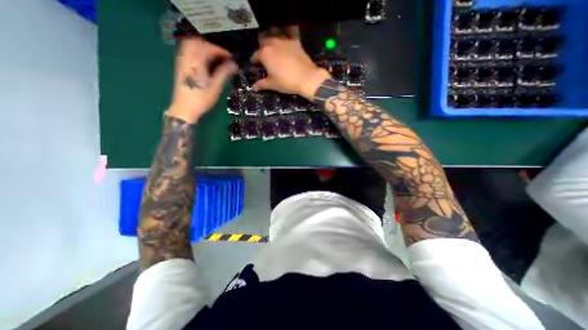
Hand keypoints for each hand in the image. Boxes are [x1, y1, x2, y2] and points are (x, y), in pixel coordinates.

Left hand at [168, 37, 235, 123]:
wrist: (185, 108)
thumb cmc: (202, 98)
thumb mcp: (216, 86)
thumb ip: (224, 72)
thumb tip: (234, 64)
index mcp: (196, 61)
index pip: (209, 48)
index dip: (221, 51)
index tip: (231, 57)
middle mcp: (187, 57)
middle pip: (198, 42)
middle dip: (212, 47)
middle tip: (223, 57)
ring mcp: (182, 61)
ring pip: (191, 46)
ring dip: (204, 49)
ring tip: (215, 59)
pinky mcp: (181, 66)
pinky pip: (188, 52)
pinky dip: (197, 53)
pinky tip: (205, 63)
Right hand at [248, 28, 329, 98]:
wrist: (306, 78)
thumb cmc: (287, 82)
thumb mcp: (273, 84)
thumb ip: (262, 84)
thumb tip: (253, 87)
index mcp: (264, 54)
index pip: (256, 55)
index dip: (254, 60)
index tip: (254, 63)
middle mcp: (272, 43)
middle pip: (264, 42)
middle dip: (262, 47)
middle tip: (264, 55)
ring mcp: (284, 41)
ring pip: (274, 35)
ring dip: (271, 39)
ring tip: (272, 45)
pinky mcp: (295, 41)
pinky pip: (289, 33)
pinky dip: (286, 34)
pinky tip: (287, 39)